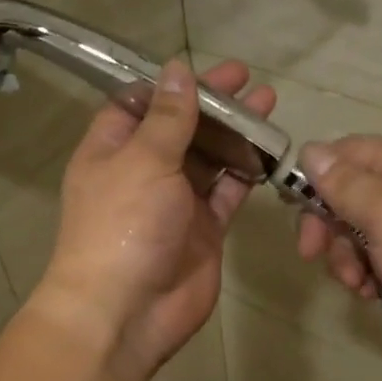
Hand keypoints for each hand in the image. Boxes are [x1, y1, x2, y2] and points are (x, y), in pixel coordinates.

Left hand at [32, 59, 275, 378]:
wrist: (127, 311)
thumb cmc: (124, 226)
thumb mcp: (143, 160)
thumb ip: (168, 118)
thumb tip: (178, 69)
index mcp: (112, 150)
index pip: (139, 105)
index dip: (170, 85)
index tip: (203, 69)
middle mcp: (142, 173)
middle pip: (180, 129)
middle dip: (212, 105)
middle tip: (249, 80)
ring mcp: (175, 203)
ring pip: (208, 159)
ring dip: (234, 135)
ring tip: (269, 106)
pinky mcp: (203, 230)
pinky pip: (227, 194)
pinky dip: (245, 174)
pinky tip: (269, 151)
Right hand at [295, 136, 381, 368]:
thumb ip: (344, 184)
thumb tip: (310, 150)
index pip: (346, 153)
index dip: (316, 176)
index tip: (296, 207)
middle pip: (345, 199)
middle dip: (326, 228)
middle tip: (313, 254)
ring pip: (355, 237)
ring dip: (344, 260)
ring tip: (358, 283)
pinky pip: (374, 264)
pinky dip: (366, 279)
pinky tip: (373, 296)